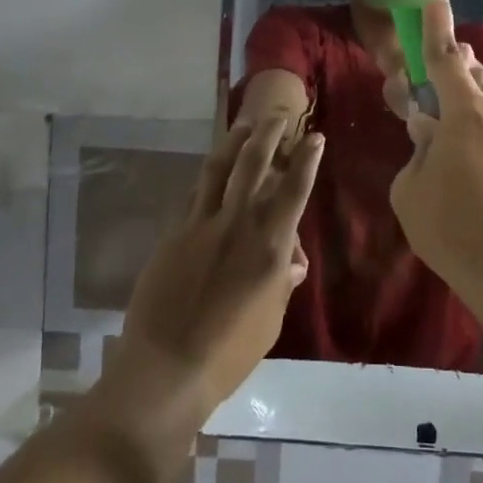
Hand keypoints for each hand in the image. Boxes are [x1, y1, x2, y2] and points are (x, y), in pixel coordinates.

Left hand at [115, 118, 323, 410]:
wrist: (167, 367)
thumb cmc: (230, 352)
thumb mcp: (271, 320)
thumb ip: (282, 282)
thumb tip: (291, 261)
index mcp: (270, 246)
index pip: (294, 189)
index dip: (307, 159)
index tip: (314, 137)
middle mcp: (238, 224)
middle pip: (254, 164)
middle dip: (269, 133)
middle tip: (277, 114)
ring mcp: (201, 225)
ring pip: (219, 169)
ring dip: (234, 142)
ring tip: (244, 125)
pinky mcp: (174, 234)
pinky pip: (194, 195)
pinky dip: (208, 178)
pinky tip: (212, 171)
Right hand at [388, 0, 482, 308]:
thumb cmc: (459, 235)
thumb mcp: (412, 194)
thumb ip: (419, 154)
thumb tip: (431, 137)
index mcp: (468, 112)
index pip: (445, 54)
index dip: (435, 22)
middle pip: (479, 79)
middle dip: (459, 78)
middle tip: (444, 99)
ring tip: (474, 161)